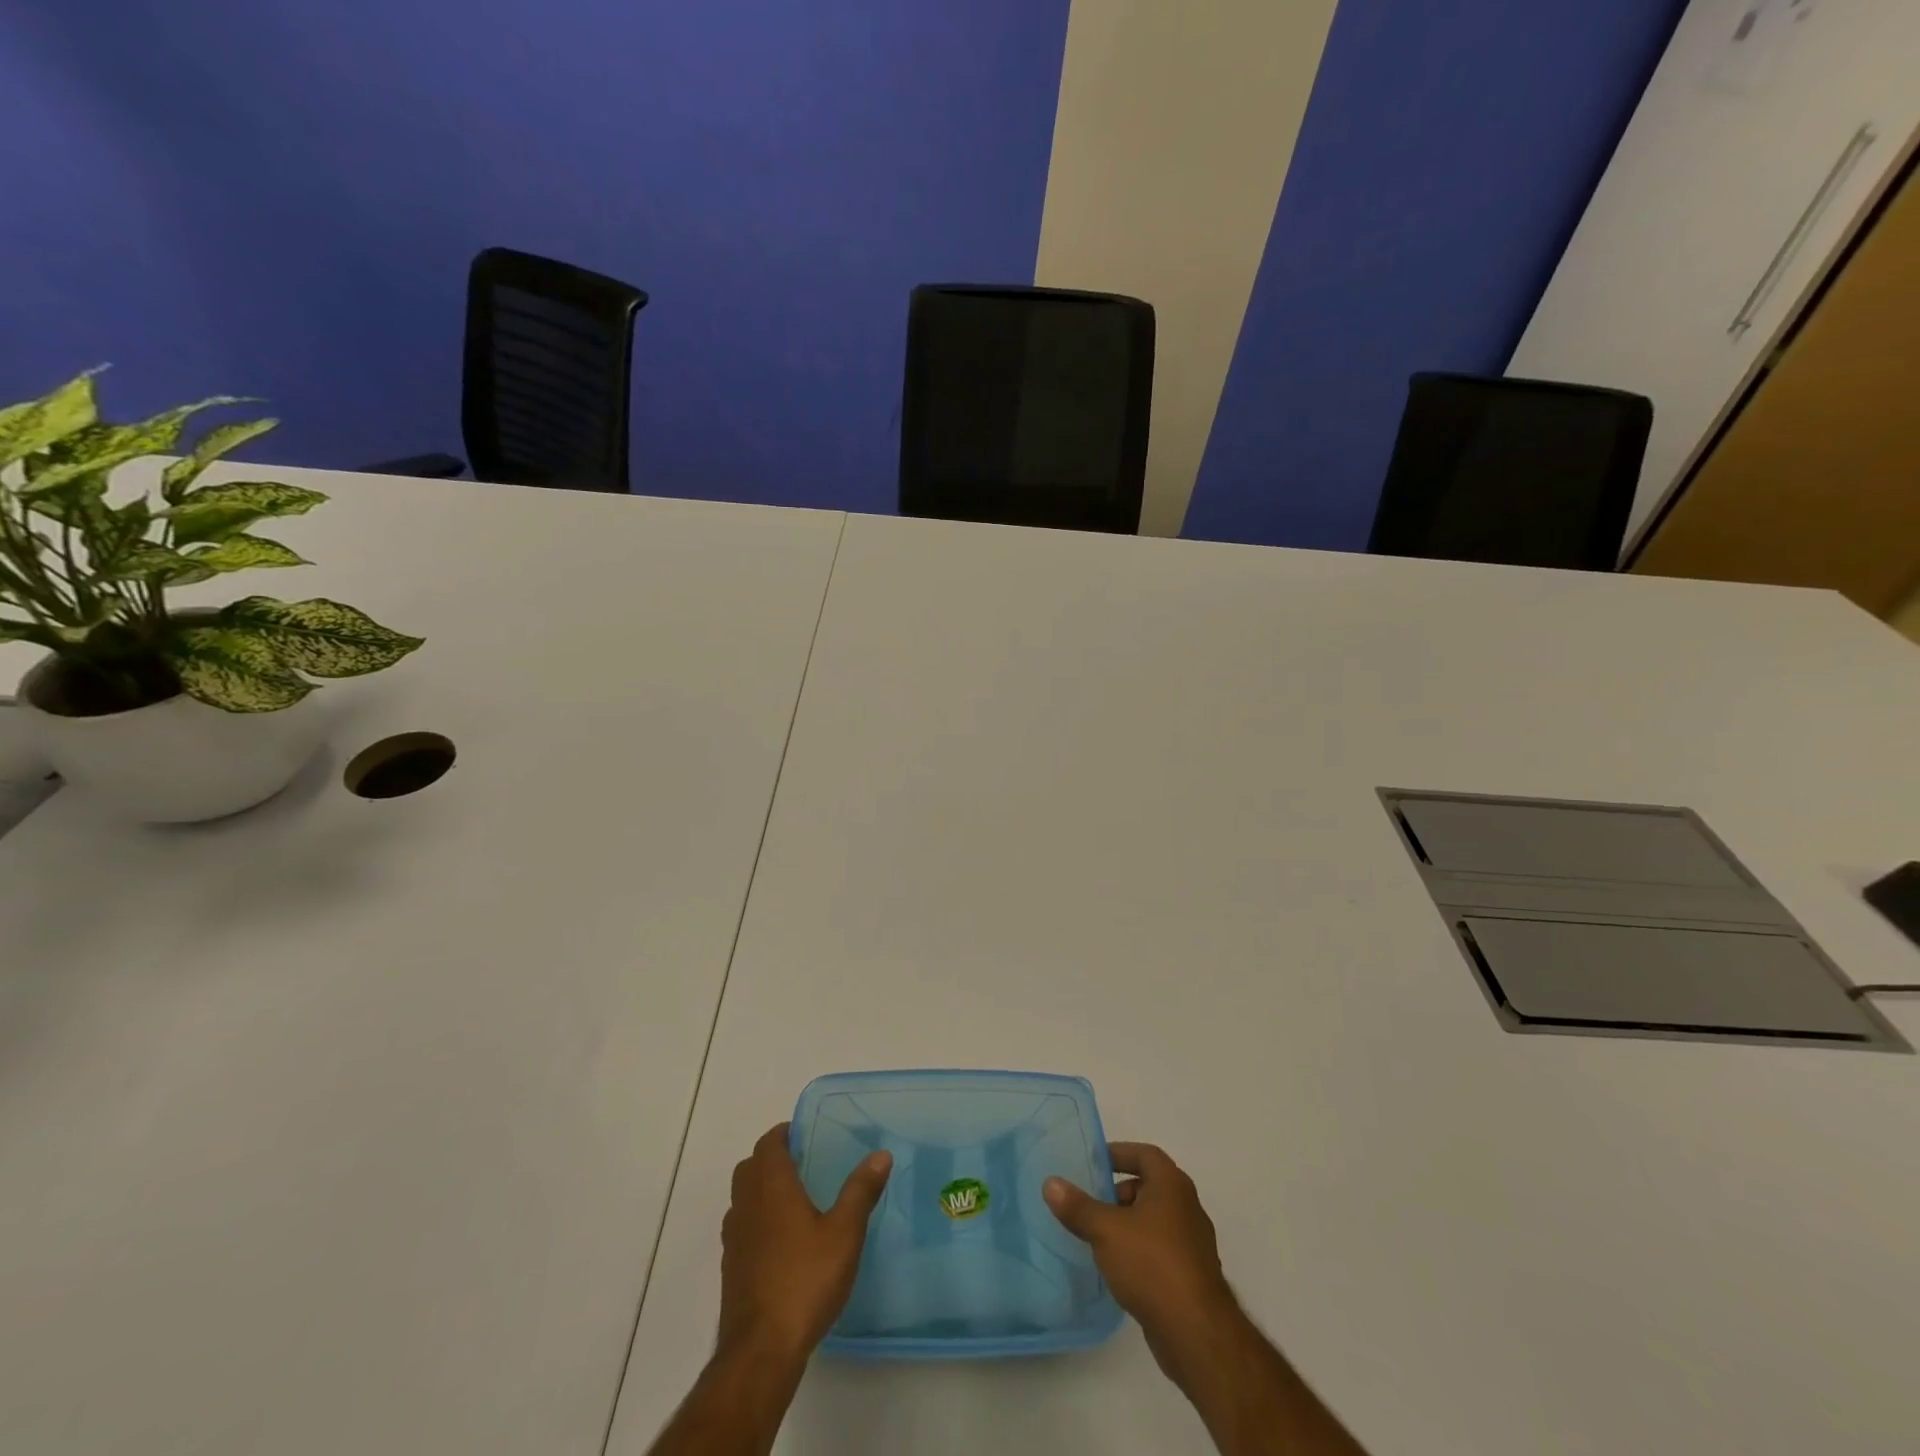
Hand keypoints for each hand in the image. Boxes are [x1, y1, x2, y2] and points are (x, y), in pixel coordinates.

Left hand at [718, 1123, 891, 1365]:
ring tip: (796, 1201)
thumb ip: (861, 1191)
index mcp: (771, 1186)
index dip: (785, 1134)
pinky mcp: (731, 1267)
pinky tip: (783, 1243)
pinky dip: (758, 1221)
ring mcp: (734, 1237)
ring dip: (762, 1190)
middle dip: (773, 1159)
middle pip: (751, 1167)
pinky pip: (742, 1227)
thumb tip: (881, 1155)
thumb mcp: (844, 1233)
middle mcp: (746, 1204)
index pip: (768, 1143)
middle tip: (805, 1164)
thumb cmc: (805, 1280)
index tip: (807, 1135)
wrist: (761, 1349)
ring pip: (743, 1197)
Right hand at [1045, 1142, 1240, 1382]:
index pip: (1144, 1154)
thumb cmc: (1152, 1264)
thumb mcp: (1106, 1230)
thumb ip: (1078, 1206)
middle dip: (1119, 1192)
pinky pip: (1161, 1249)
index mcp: (1172, 1185)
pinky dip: (1140, 1250)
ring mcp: (1192, 1243)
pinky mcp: (1191, 1275)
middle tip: (1092, 1204)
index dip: (1119, 1154)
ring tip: (1099, 1238)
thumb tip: (1050, 1183)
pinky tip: (1119, 1269)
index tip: (1094, 1163)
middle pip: (1149, 1186)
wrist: (1196, 1333)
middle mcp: (1187, 1207)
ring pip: (1155, 1220)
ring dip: (1129, 1223)